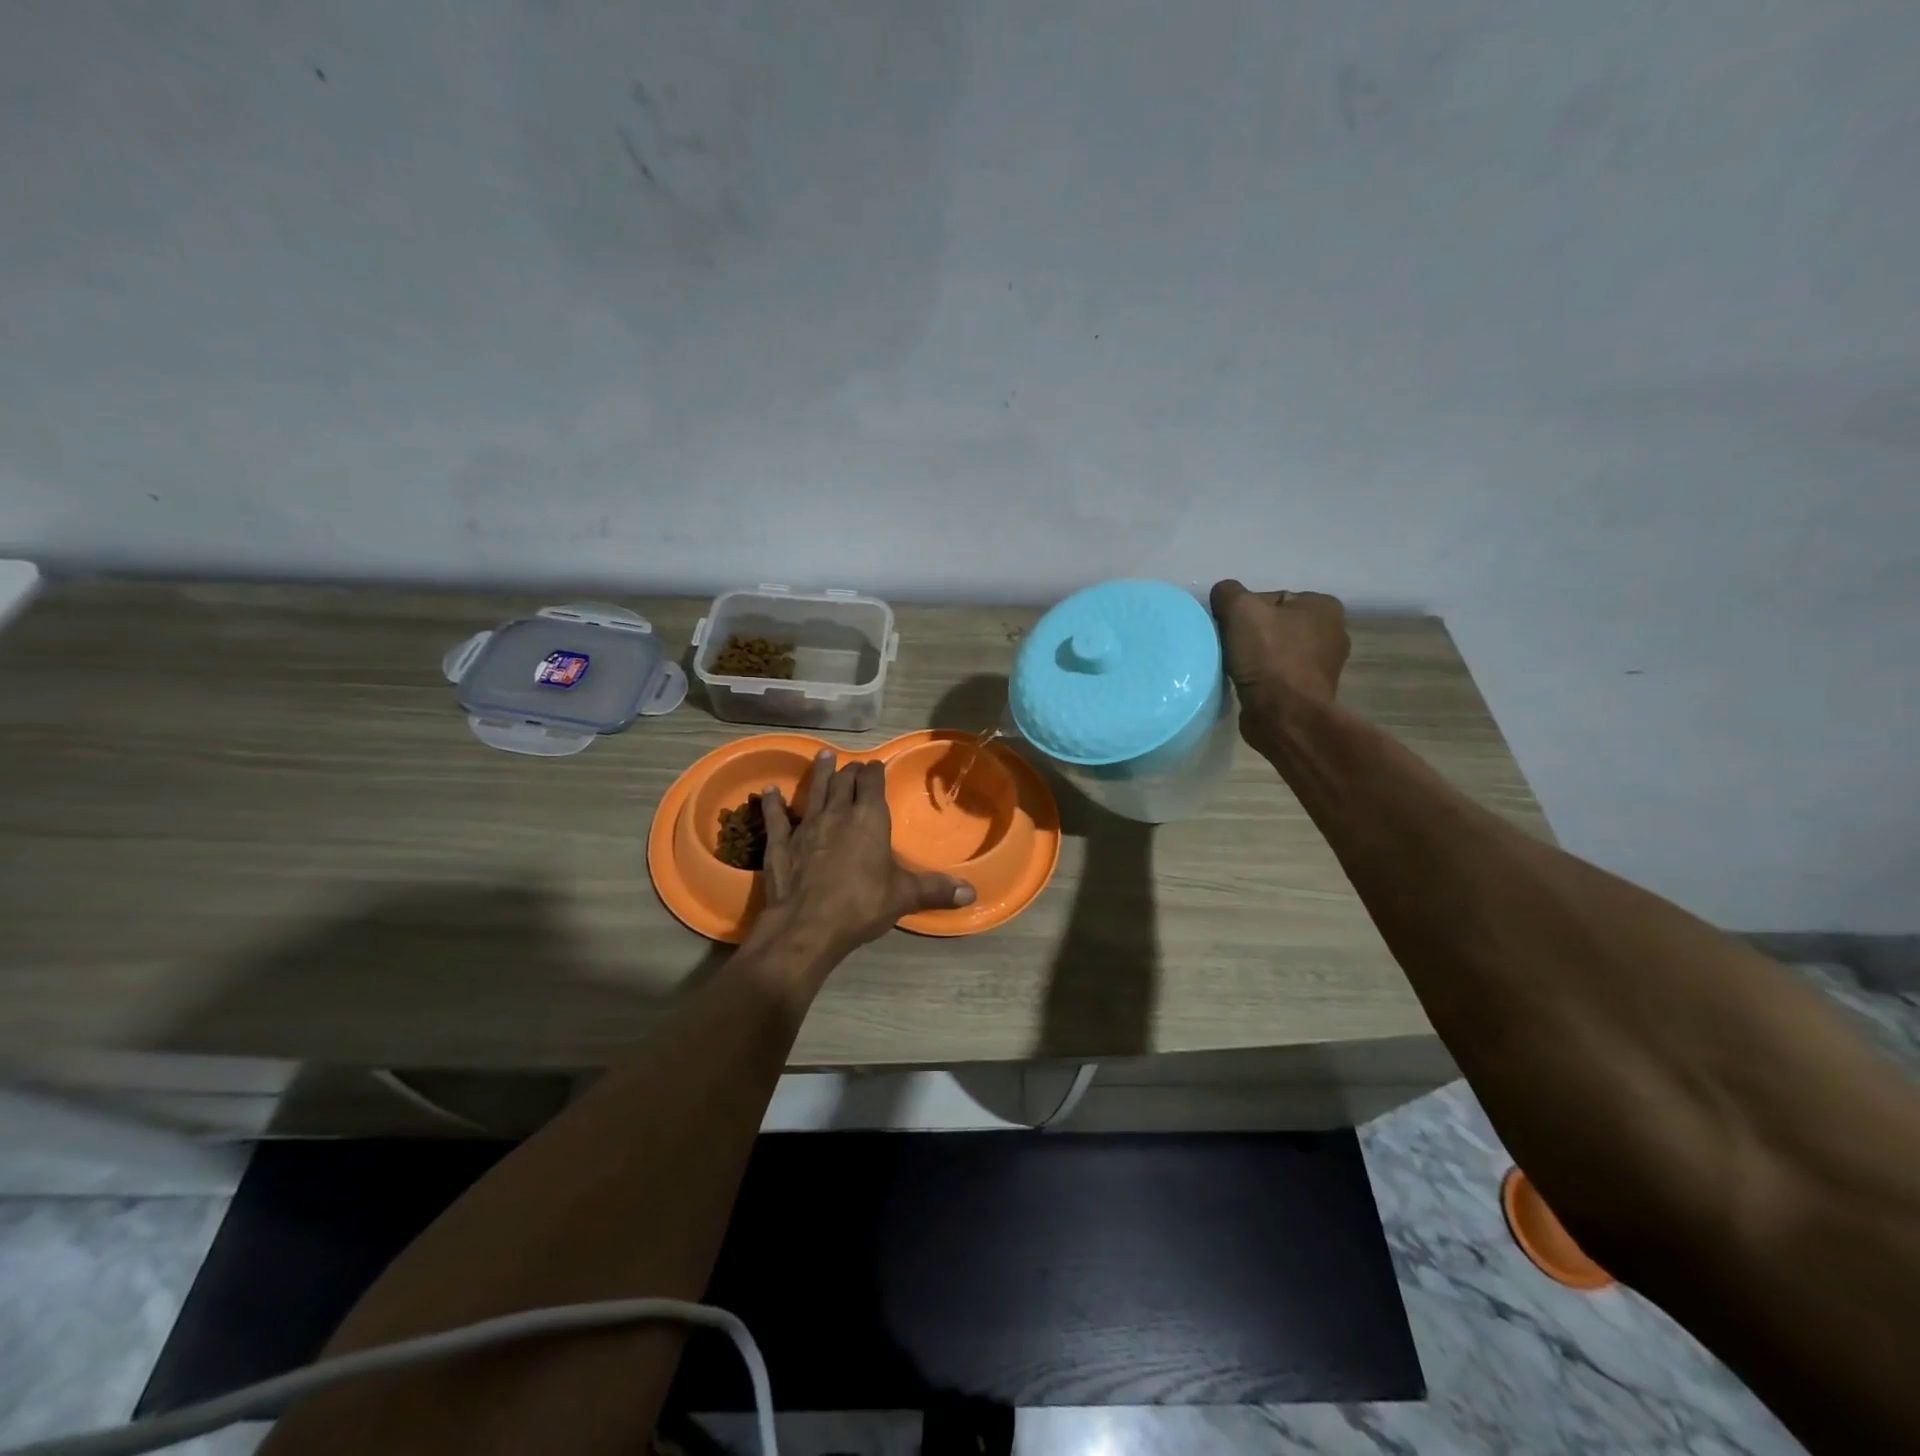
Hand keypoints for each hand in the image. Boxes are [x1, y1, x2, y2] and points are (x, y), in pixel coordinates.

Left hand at [756, 751, 974, 963]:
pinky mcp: (781, 844)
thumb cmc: (861, 905)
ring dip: (819, 773)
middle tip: (852, 765)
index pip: (872, 783)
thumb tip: (971, 894)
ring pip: (814, 791)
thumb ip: (935, 890)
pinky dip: (774, 803)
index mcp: (869, 819)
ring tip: (823, 756)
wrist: (807, 926)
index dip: (874, 771)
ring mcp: (806, 826)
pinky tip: (770, 791)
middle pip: (844, 782)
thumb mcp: (904, 897)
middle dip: (849, 771)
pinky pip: (777, 817)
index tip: (875, 765)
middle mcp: (838, 814)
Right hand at [1209, 580, 1349, 739]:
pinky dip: (1261, 678)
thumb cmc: (1269, 657)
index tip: (1230, 628)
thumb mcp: (1240, 610)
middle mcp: (1332, 632)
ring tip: (1235, 667)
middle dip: (1250, 634)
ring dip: (1253, 658)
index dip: (1244, 611)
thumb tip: (1223, 595)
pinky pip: (1277, 675)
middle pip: (1273, 624)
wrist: (1284, 716)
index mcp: (1324, 606)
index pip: (1271, 598)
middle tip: (1229, 647)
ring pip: (1274, 650)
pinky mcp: (1310, 692)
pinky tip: (1247, 684)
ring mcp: (1323, 666)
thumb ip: (1228, 593)